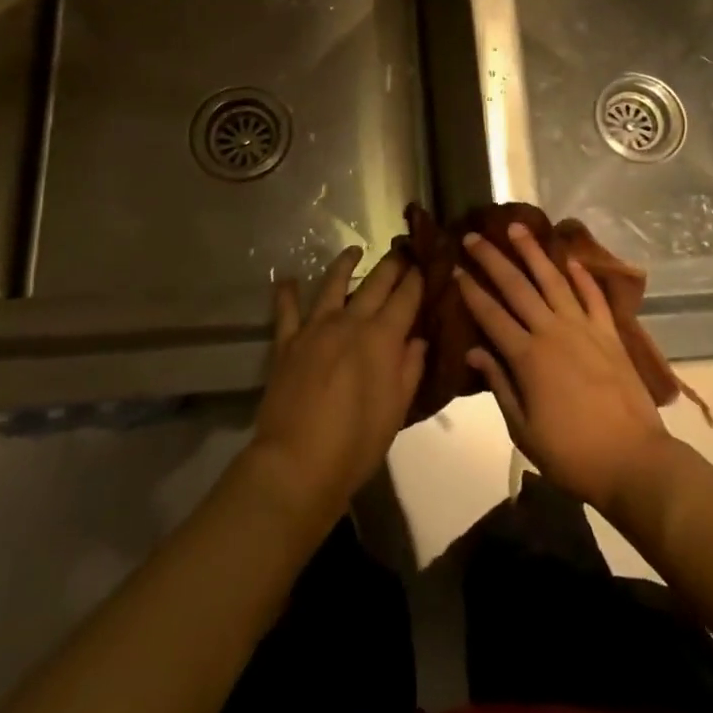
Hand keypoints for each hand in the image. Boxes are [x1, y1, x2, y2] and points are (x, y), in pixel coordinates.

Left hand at [245, 247, 426, 529]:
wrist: (298, 463)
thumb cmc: (356, 443)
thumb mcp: (396, 410)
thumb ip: (409, 369)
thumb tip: (417, 338)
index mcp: (382, 337)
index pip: (406, 297)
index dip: (418, 278)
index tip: (426, 263)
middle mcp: (350, 322)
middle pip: (375, 282)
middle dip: (392, 264)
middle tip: (402, 251)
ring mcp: (315, 328)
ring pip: (332, 284)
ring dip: (346, 263)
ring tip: (354, 250)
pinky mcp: (287, 342)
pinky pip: (286, 310)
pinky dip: (286, 292)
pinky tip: (286, 279)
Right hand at [459, 224, 674, 517]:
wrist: (634, 460)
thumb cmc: (572, 453)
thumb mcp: (523, 429)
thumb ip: (499, 385)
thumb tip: (473, 351)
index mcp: (527, 357)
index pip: (491, 314)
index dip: (471, 290)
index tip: (455, 269)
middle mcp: (552, 332)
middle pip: (517, 287)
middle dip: (493, 260)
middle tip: (474, 237)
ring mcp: (584, 329)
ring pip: (553, 280)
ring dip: (533, 252)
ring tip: (517, 228)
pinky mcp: (610, 334)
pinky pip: (593, 296)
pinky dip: (581, 276)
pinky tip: (569, 259)